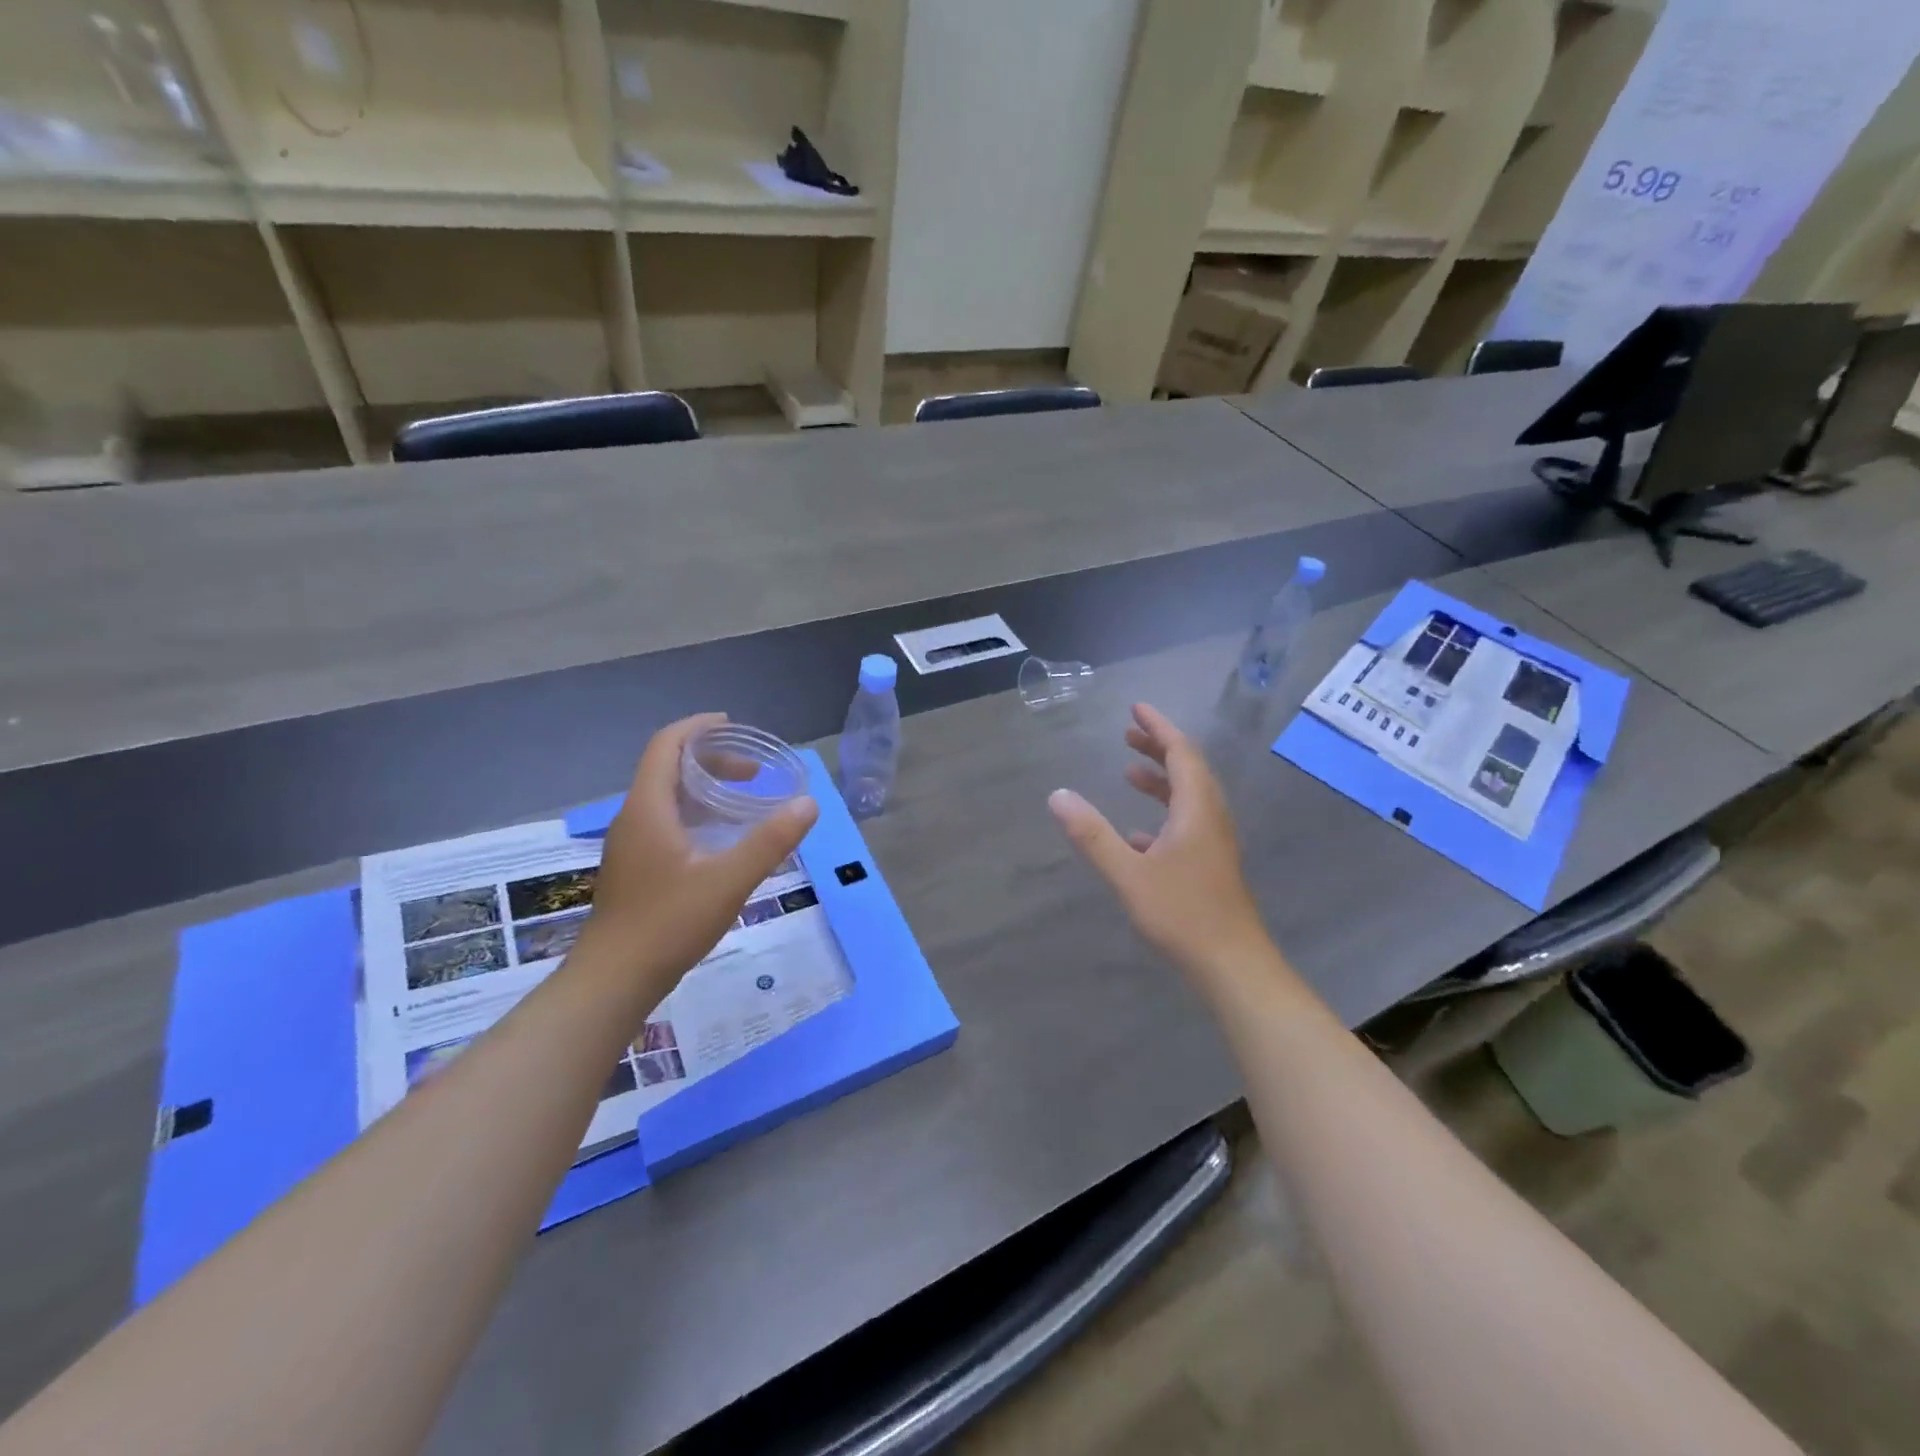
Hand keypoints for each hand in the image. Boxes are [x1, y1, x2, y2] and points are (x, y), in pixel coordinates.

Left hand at [575, 714, 817, 1003]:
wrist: (613, 980)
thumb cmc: (668, 923)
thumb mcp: (729, 880)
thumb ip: (770, 841)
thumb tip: (808, 804)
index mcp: (649, 808)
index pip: (666, 745)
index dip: (697, 728)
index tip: (732, 725)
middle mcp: (634, 818)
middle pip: (668, 769)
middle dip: (711, 760)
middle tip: (753, 773)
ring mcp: (631, 845)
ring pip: (666, 798)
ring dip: (703, 788)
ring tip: (742, 800)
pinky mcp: (635, 868)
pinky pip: (665, 821)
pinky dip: (695, 813)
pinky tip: (720, 841)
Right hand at [1049, 703, 1276, 987]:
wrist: (1232, 964)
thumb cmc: (1182, 914)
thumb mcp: (1129, 873)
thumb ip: (1092, 835)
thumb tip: (1057, 796)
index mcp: (1197, 809)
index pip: (1181, 752)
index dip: (1159, 727)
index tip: (1136, 709)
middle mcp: (1210, 818)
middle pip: (1189, 769)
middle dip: (1159, 748)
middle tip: (1128, 733)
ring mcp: (1214, 843)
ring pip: (1189, 797)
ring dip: (1161, 779)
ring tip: (1129, 773)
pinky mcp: (1211, 865)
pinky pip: (1187, 824)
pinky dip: (1163, 814)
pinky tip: (1137, 833)